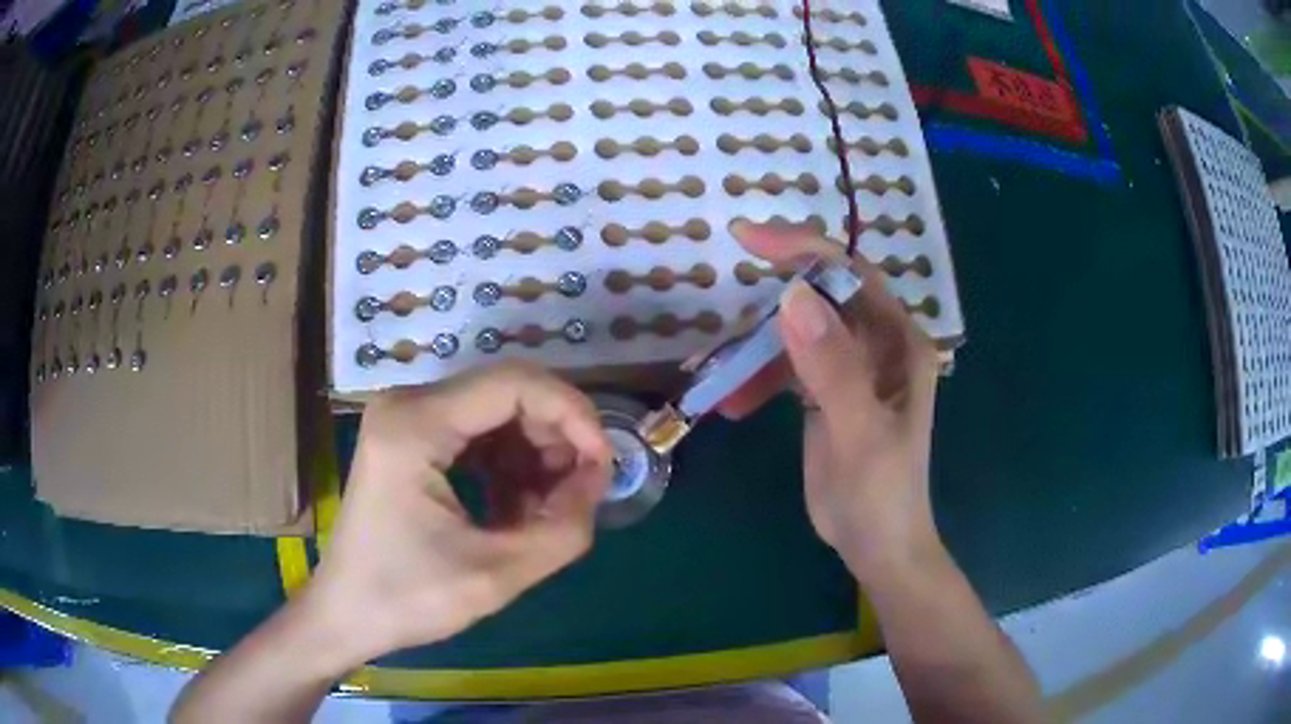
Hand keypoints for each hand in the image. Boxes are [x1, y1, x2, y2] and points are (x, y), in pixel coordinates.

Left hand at [304, 361, 612, 667]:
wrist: (346, 614)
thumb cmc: (407, 599)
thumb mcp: (496, 575)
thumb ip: (563, 528)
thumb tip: (599, 479)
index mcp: (415, 425)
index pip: (515, 384)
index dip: (573, 415)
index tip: (604, 464)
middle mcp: (408, 404)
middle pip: (507, 393)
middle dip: (555, 439)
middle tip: (580, 493)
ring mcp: (406, 418)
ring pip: (496, 413)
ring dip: (534, 456)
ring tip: (547, 511)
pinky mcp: (410, 438)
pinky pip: (477, 434)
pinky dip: (508, 466)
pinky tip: (516, 510)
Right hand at [720, 221, 941, 581]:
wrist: (877, 546)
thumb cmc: (881, 494)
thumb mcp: (859, 432)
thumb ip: (832, 367)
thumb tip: (794, 295)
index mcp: (898, 343)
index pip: (852, 275)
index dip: (804, 249)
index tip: (747, 240)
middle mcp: (877, 345)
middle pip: (821, 298)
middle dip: (770, 302)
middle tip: (722, 312)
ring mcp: (851, 368)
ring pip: (797, 334)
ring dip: (754, 350)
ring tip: (714, 375)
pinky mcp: (826, 391)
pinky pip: (787, 367)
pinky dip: (756, 377)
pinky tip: (731, 403)